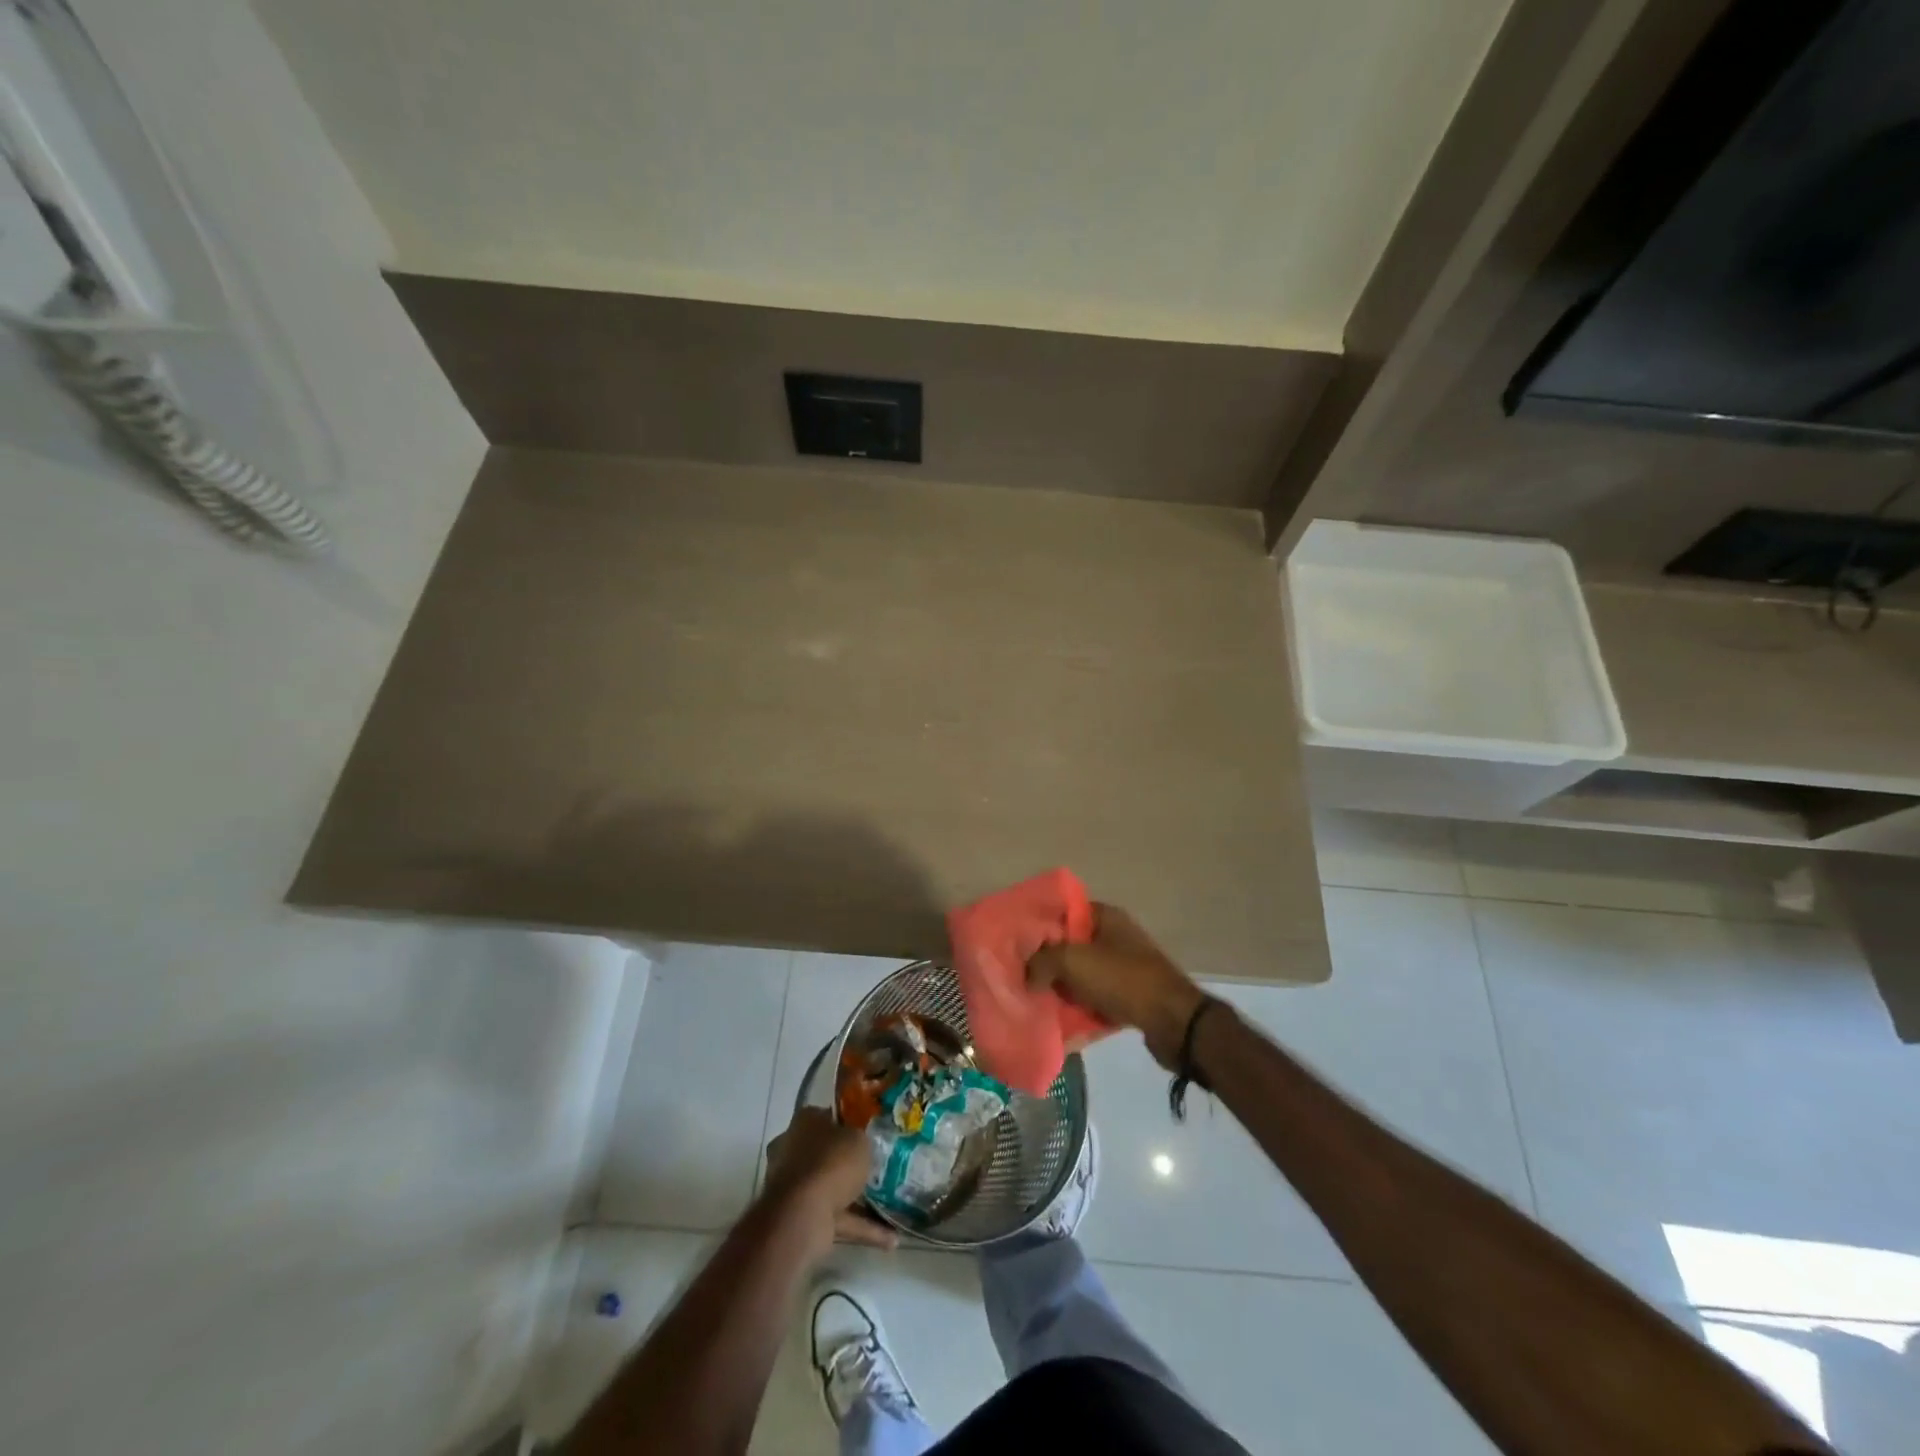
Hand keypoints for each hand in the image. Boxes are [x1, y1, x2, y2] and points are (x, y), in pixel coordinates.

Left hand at [764, 1106, 897, 1250]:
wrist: (802, 1214)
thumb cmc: (831, 1162)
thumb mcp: (858, 1138)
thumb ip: (860, 1139)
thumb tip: (858, 1141)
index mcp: (804, 1122)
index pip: (826, 1116)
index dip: (847, 1123)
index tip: (868, 1131)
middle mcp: (793, 1151)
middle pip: (825, 1153)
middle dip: (848, 1163)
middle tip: (876, 1166)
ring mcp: (795, 1187)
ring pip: (831, 1188)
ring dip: (857, 1198)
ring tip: (890, 1203)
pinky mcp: (803, 1217)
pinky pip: (837, 1218)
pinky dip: (861, 1227)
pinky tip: (890, 1238)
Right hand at [1028, 903, 1206, 1069]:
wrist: (1173, 1021)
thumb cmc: (1122, 979)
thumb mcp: (1073, 961)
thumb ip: (1041, 961)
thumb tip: (1027, 975)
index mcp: (1105, 917)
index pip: (1064, 912)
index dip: (1040, 926)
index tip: (1018, 944)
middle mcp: (1115, 938)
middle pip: (1070, 946)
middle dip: (1047, 963)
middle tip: (1022, 978)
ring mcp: (1123, 969)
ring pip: (1081, 976)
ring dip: (1061, 990)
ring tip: (1035, 1004)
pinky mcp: (1129, 998)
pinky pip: (1094, 1001)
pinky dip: (1079, 1011)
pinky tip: (1059, 1025)